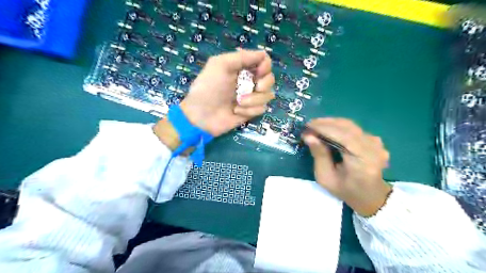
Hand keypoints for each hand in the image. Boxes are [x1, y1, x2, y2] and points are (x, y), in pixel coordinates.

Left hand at [180, 49, 274, 135]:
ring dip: (254, 99)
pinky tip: (236, 111)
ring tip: (238, 102)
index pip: (264, 61)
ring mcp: (251, 97)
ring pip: (268, 95)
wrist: (201, 116)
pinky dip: (250, 110)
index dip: (265, 66)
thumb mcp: (220, 64)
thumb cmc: (208, 87)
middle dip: (264, 83)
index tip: (258, 72)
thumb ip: (242, 57)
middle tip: (255, 87)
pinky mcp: (251, 111)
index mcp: (242, 67)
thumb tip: (263, 54)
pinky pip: (262, 109)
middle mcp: (249, 81)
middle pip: (270, 78)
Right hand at [302, 118, 389, 215]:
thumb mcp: (326, 178)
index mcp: (364, 161)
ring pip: (350, 125)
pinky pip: (353, 128)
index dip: (325, 128)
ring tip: (315, 126)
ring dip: (331, 123)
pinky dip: (338, 127)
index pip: (344, 137)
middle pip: (347, 127)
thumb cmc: (346, 190)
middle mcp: (374, 148)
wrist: (370, 196)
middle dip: (325, 123)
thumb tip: (308, 136)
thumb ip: (319, 156)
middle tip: (308, 126)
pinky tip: (327, 130)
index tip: (307, 126)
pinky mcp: (374, 140)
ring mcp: (376, 143)